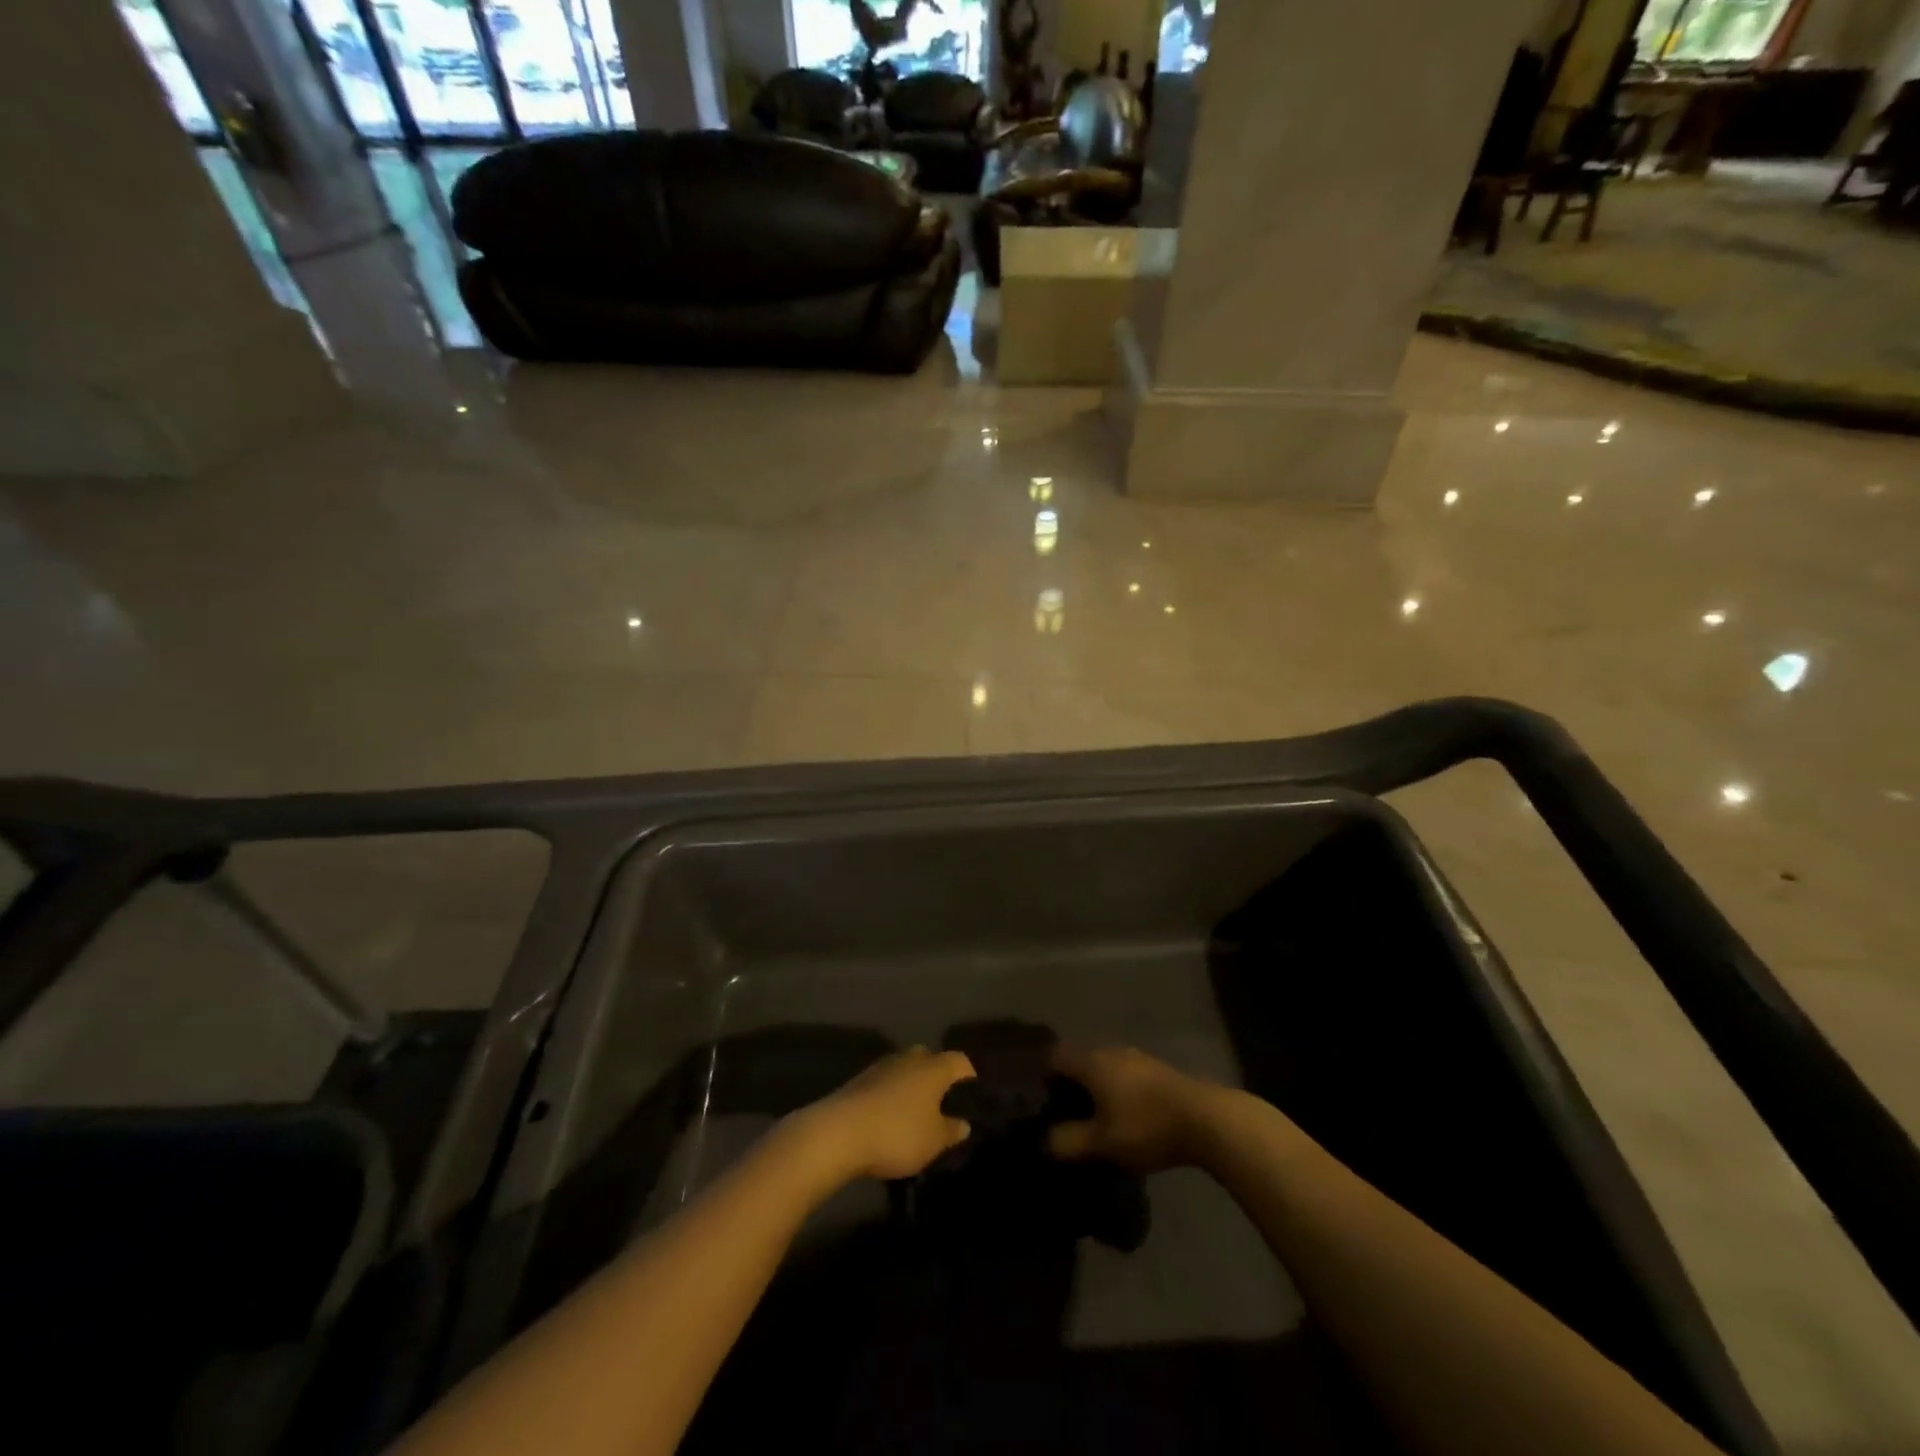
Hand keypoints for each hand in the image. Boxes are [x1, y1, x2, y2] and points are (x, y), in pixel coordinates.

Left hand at [798, 1047, 975, 1182]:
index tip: (971, 1099)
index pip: (960, 1061)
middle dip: (938, 1079)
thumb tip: (964, 1123)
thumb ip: (951, 1131)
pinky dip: (891, 1095)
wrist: (839, 1132)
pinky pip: (886, 1082)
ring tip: (915, 1114)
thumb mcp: (933, 1141)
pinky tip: (889, 1117)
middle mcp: (910, 1058)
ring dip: (912, 1086)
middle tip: (942, 1105)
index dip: (969, 1077)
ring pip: (906, 1070)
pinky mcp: (861, 1079)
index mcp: (934, 1067)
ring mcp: (883, 1065)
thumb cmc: (897, 1133)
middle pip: (931, 1060)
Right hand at [1047, 1046, 1213, 1174]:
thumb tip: (1046, 1140)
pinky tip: (1125, 1116)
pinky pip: (1125, 1075)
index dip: (1045, 1078)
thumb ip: (1069, 1142)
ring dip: (1097, 1088)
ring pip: (1105, 1068)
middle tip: (1066, 1115)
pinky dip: (1118, 1091)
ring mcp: (1137, 1057)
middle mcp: (1111, 1051)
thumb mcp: (1102, 1143)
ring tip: (1096, 1119)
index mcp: (1092, 1062)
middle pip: (1080, 1061)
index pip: (1056, 1058)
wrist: (1205, 1119)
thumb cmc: (1145, 1126)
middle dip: (1071, 1085)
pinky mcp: (1158, 1070)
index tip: (1043, 1104)